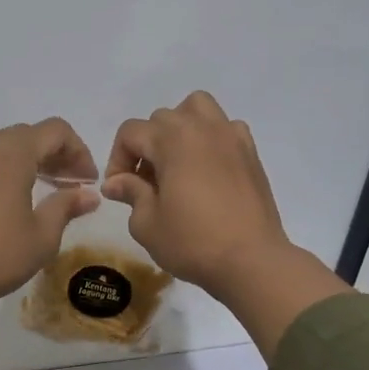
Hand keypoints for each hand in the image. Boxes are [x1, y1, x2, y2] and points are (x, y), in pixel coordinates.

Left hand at [0, 118, 101, 310]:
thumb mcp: (42, 235)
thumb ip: (66, 206)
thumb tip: (88, 194)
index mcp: (12, 151)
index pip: (56, 131)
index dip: (79, 151)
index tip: (89, 181)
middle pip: (30, 135)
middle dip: (57, 155)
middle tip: (74, 186)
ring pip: (7, 147)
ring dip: (33, 162)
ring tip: (50, 192)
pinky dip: (9, 170)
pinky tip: (17, 200)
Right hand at [101, 92, 287, 292]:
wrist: (251, 261)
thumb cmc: (193, 242)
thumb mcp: (147, 223)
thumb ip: (130, 193)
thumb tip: (116, 182)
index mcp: (171, 139)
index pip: (131, 133)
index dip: (117, 159)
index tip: (120, 190)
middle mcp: (201, 127)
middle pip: (161, 119)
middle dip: (147, 147)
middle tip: (147, 184)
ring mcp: (230, 136)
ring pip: (197, 108)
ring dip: (181, 127)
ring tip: (178, 161)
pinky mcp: (251, 153)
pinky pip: (226, 128)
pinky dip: (212, 138)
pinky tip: (209, 169)